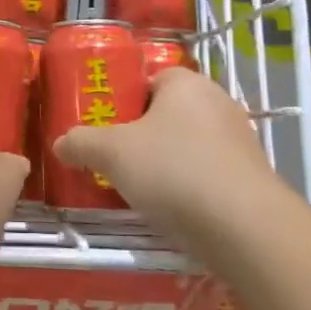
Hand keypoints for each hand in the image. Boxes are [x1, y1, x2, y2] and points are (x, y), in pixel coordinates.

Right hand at [56, 68, 279, 250]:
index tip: (104, 127)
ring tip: (136, 190)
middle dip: (140, 136)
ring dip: (163, 165)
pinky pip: (207, 174)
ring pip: (187, 146)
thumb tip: (60, 144)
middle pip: (166, 114)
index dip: (122, 101)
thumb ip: (81, 143)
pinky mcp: (250, 179)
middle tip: (113, 160)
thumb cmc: (174, 171)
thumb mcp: (112, 153)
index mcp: (186, 82)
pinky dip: (187, 188)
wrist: (246, 229)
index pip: (148, 80)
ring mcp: (239, 141)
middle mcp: (218, 102)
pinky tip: (170, 211)